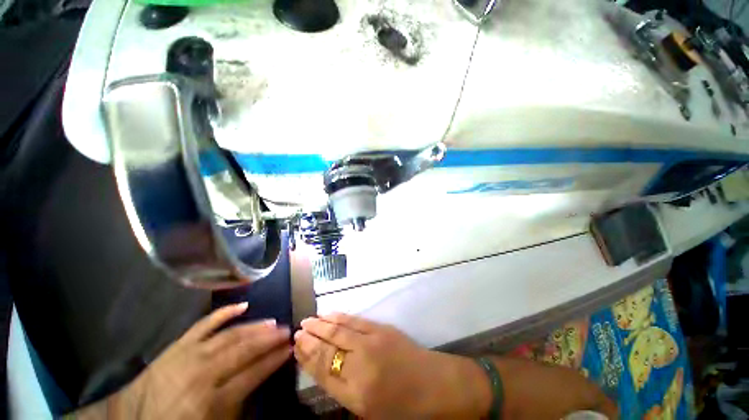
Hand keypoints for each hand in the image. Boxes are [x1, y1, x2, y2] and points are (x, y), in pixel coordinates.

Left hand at [114, 303, 291, 418]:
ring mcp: (190, 354)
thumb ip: (235, 407)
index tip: (290, 349)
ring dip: (255, 327)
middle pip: (244, 350)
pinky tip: (242, 305)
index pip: (253, 374)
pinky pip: (205, 324)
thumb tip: (258, 382)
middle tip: (287, 330)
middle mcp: (203, 372)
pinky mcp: (179, 345)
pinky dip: (224, 313)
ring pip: (230, 335)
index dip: (274, 360)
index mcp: (211, 399)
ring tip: (273, 321)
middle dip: (269, 339)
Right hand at [293, 313, 489, 418]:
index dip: (306, 357)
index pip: (322, 371)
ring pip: (339, 331)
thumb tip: (322, 367)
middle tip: (297, 330)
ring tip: (308, 320)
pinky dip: (340, 317)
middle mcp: (361, 366)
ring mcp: (372, 343)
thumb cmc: (402, 407)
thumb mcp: (367, 411)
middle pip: (328, 348)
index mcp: (356, 395)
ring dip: (322, 324)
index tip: (295, 346)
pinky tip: (331, 314)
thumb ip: (342, 390)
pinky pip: (355, 321)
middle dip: (310, 338)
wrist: (434, 385)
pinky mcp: (382, 329)